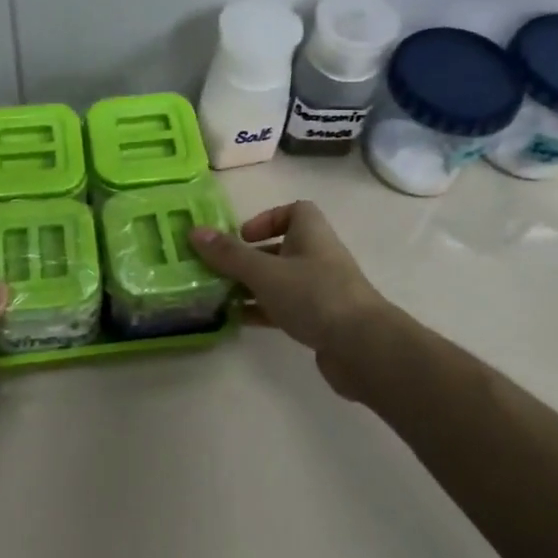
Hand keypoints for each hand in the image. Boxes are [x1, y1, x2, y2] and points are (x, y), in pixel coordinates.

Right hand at [189, 201, 388, 399]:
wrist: (363, 347)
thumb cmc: (314, 296)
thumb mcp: (265, 272)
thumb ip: (230, 255)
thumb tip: (195, 232)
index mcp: (311, 234)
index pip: (295, 211)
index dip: (267, 218)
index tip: (243, 236)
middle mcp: (318, 257)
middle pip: (281, 248)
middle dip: (249, 257)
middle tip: (218, 269)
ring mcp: (321, 290)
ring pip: (280, 281)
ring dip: (252, 286)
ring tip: (219, 296)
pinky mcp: (320, 320)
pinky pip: (285, 308)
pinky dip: (262, 311)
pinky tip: (237, 321)